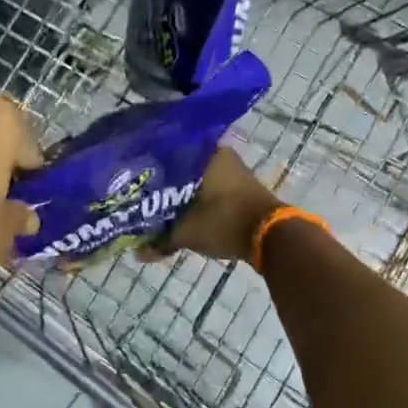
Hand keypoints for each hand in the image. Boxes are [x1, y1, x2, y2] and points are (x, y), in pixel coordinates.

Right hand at [147, 147, 279, 263]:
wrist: (271, 237)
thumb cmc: (224, 222)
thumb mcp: (187, 233)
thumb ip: (161, 241)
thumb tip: (137, 254)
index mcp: (206, 154)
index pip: (168, 153)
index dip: (151, 168)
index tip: (136, 180)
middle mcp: (221, 156)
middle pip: (184, 169)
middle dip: (166, 184)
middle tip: (145, 197)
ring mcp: (235, 172)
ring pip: (198, 181)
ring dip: (183, 195)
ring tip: (160, 207)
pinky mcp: (242, 190)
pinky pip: (212, 191)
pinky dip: (199, 201)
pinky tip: (183, 213)